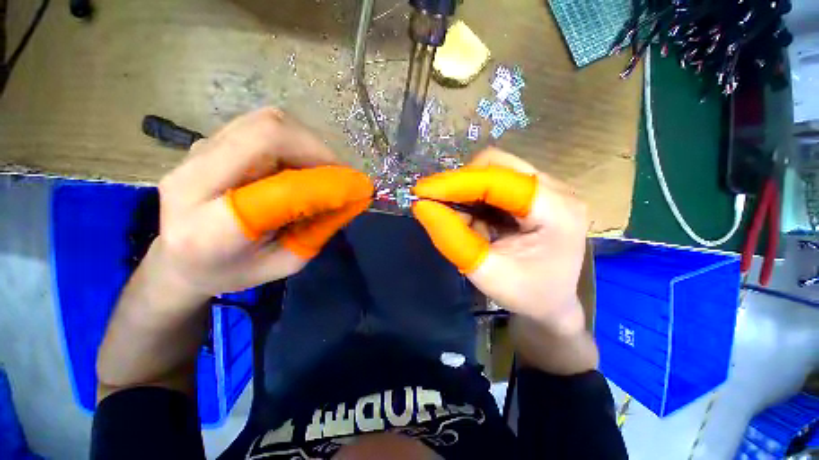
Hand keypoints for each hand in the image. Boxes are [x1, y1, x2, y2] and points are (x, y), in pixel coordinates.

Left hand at [155, 108, 372, 295]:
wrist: (180, 258)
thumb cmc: (234, 271)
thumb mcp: (286, 262)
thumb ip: (319, 230)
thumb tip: (351, 198)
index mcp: (209, 230)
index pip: (280, 191)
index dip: (326, 184)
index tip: (360, 188)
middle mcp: (193, 179)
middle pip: (267, 134)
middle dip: (318, 151)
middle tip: (341, 175)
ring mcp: (195, 153)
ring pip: (266, 122)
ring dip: (307, 143)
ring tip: (322, 171)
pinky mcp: (207, 142)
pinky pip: (260, 126)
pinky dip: (293, 140)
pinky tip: (300, 164)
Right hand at [412, 148, 588, 334]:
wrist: (552, 303)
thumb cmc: (524, 294)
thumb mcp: (484, 272)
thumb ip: (452, 238)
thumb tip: (422, 206)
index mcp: (556, 211)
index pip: (498, 179)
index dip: (456, 182)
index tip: (422, 192)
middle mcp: (556, 190)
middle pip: (497, 165)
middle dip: (461, 184)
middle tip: (439, 206)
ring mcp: (547, 189)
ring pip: (494, 170)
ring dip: (467, 192)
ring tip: (460, 220)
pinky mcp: (535, 193)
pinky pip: (496, 182)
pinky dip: (475, 197)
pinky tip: (474, 219)